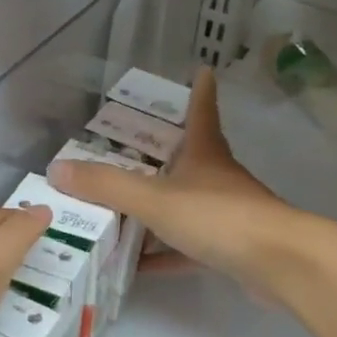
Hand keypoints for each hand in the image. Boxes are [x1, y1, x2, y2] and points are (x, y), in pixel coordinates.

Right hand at [47, 68, 309, 291]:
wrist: (279, 263)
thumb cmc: (218, 217)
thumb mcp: (155, 199)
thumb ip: (107, 187)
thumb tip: (57, 170)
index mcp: (204, 153)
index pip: (201, 110)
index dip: (199, 90)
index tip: (201, 70)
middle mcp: (216, 178)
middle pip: (188, 158)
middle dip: (161, 152)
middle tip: (125, 149)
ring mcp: (226, 214)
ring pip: (184, 205)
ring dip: (155, 210)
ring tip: (116, 212)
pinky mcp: (229, 248)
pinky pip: (187, 248)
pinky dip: (163, 254)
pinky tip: (137, 266)